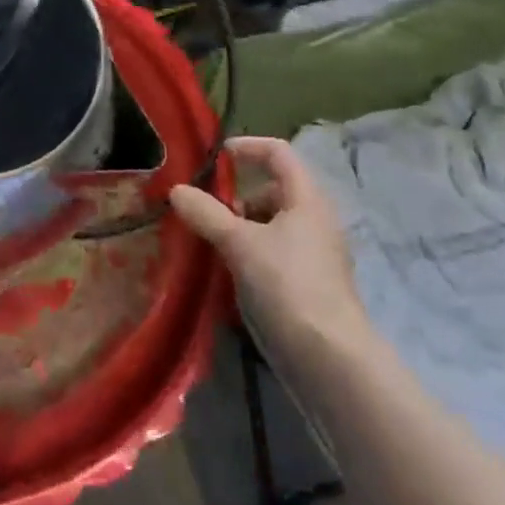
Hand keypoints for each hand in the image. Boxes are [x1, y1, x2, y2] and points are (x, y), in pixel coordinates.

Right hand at [170, 136, 368, 350]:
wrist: (328, 357)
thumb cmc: (287, 285)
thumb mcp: (240, 243)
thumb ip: (206, 213)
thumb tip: (176, 190)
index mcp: (306, 199)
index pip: (279, 153)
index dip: (247, 147)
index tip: (215, 157)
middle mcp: (314, 220)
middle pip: (273, 189)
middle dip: (237, 195)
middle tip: (206, 210)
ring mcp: (313, 253)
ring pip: (271, 223)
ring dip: (240, 226)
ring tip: (210, 243)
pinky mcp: (307, 283)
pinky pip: (273, 252)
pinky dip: (248, 252)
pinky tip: (227, 272)